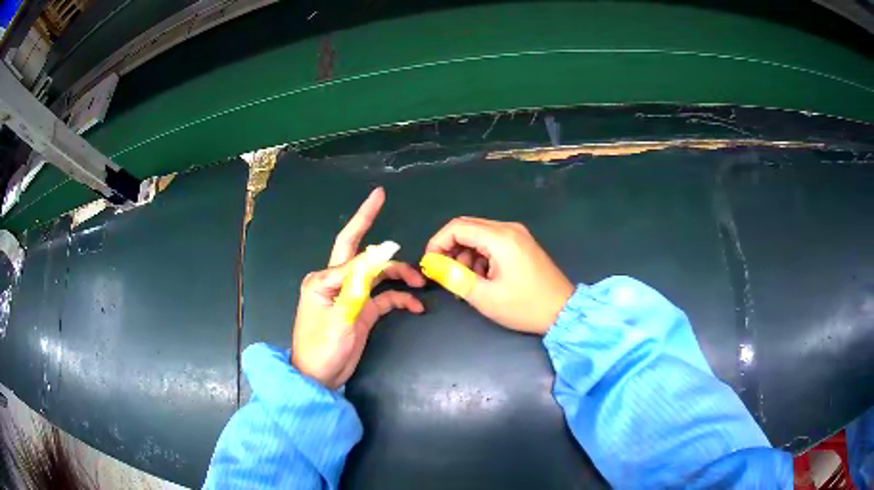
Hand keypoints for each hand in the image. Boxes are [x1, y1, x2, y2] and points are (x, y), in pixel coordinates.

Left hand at [291, 188, 424, 388]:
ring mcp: (351, 296)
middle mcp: (337, 281)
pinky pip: (384, 298)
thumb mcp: (341, 314)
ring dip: (399, 275)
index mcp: (324, 279)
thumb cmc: (322, 347)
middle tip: (379, 197)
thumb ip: (360, 281)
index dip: (371, 236)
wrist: (320, 378)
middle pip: (358, 249)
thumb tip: (382, 250)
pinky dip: (400, 298)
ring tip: (420, 281)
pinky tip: (415, 306)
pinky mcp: (361, 311)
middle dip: (368, 223)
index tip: (386, 213)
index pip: (352, 252)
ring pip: (378, 275)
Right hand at [425, 217, 572, 334]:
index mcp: (500, 238)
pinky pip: (492, 242)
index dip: (437, 243)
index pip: (457, 227)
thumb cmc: (524, 306)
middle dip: (451, 249)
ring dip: (466, 254)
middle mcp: (509, 228)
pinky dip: (480, 256)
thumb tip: (434, 265)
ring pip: (479, 235)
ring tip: (467, 282)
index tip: (431, 264)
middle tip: (448, 275)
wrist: (563, 311)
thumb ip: (455, 278)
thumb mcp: (485, 297)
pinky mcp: (522, 243)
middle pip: (467, 227)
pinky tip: (483, 278)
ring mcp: (518, 235)